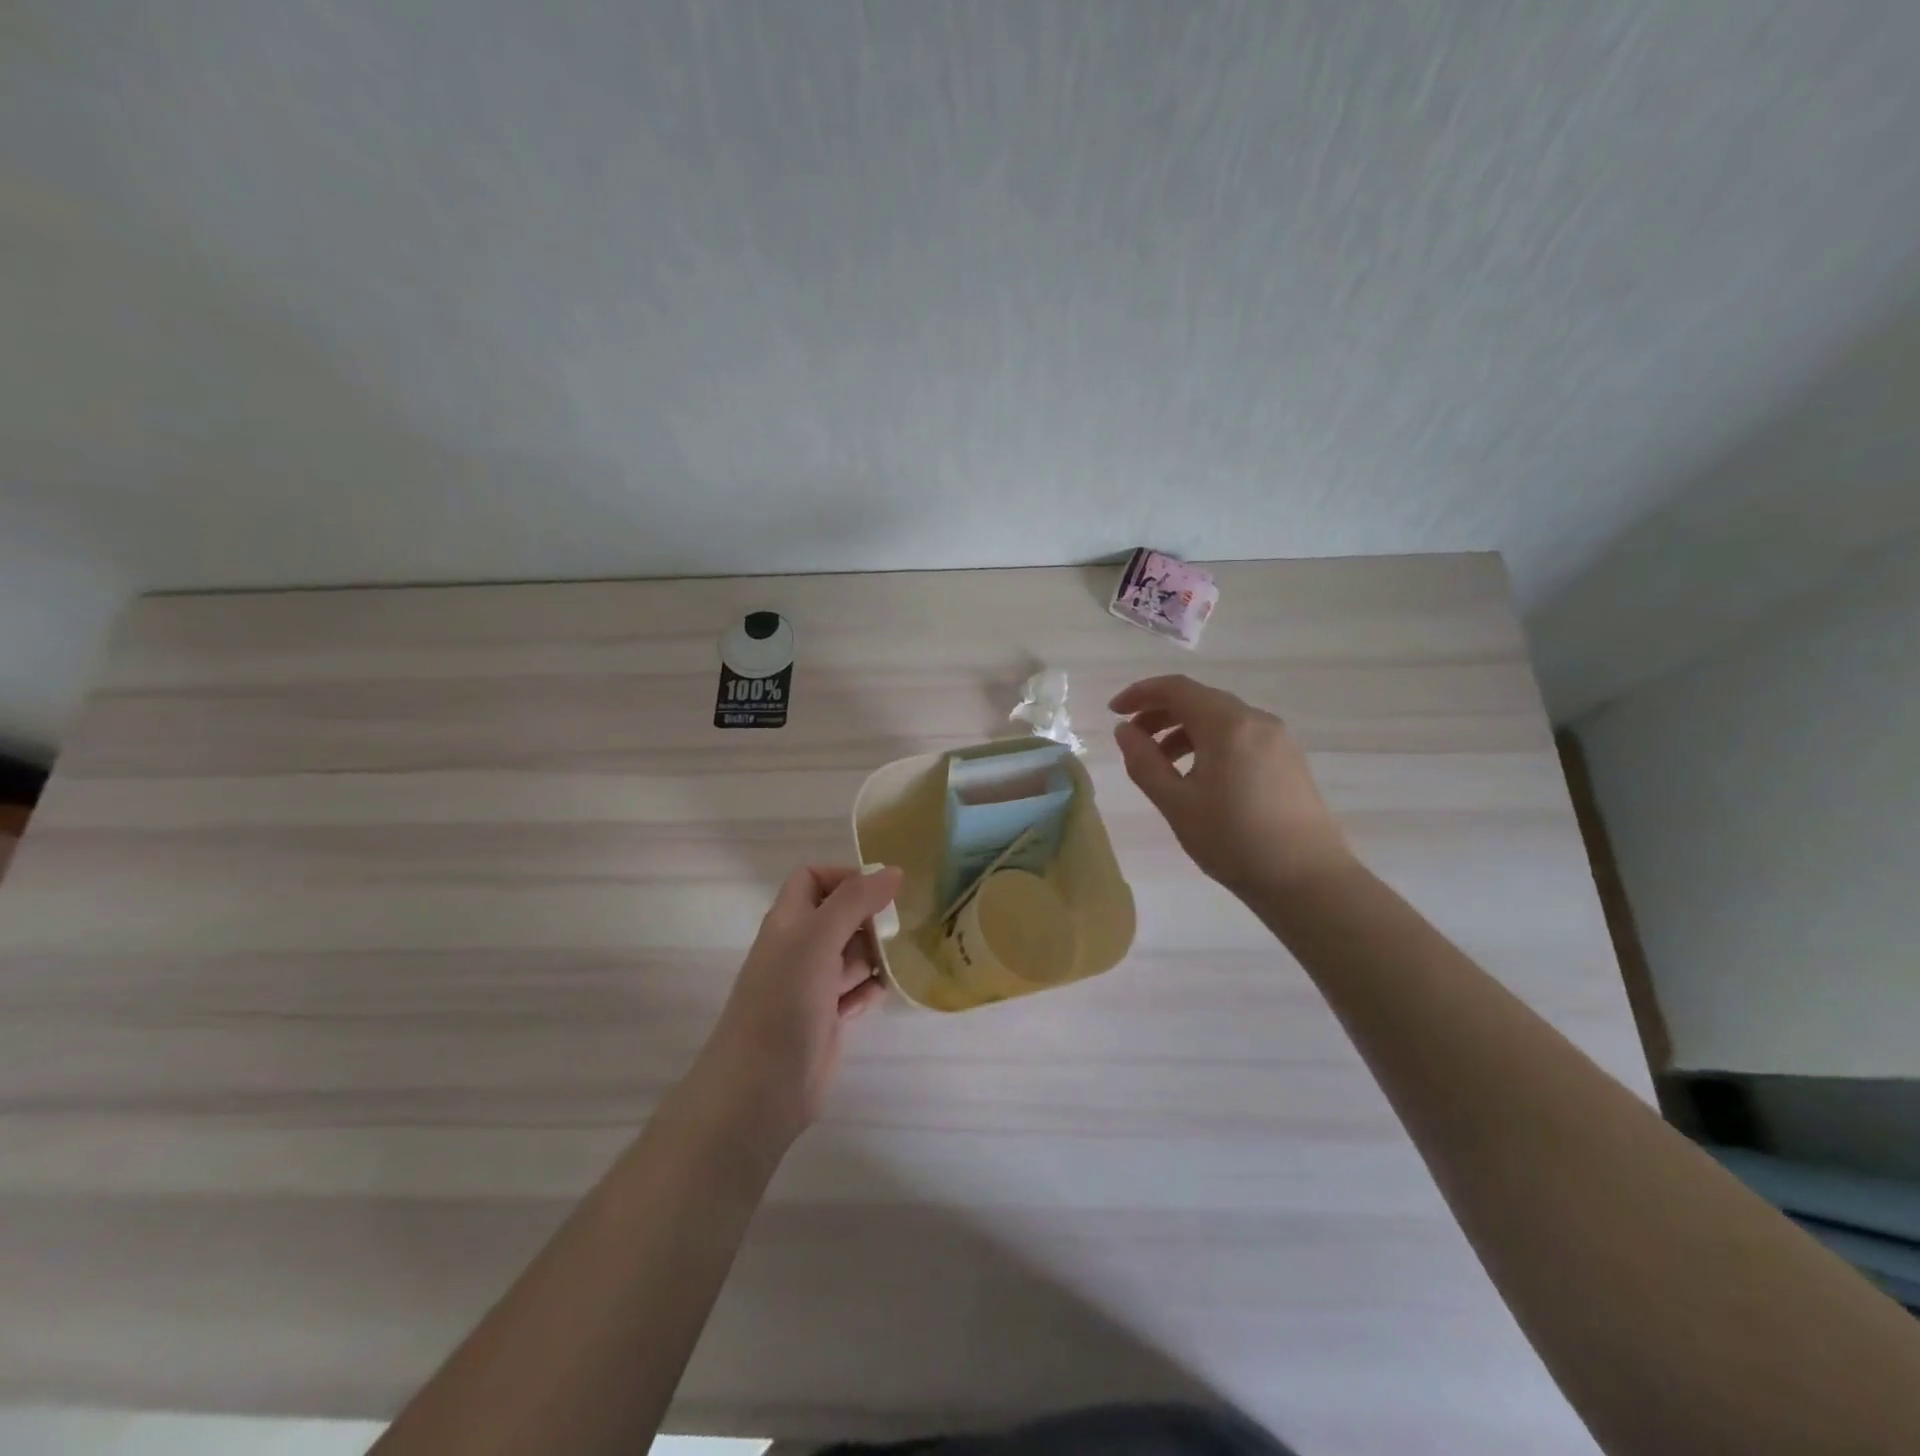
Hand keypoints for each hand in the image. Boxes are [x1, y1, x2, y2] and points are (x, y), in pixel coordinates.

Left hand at [689, 864, 901, 1148]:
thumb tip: (894, 870)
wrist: (760, 1089)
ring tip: (894, 964)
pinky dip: (869, 990)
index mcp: (789, 920)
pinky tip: (873, 999)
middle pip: (841, 914)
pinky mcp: (828, 1017)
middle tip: (896, 930)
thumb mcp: (818, 938)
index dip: (844, 876)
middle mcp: (800, 946)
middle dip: (870, 919)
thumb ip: (855, 900)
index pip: (813, 878)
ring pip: (853, 953)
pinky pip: (858, 989)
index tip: (880, 891)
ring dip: (875, 955)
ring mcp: (813, 984)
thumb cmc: (785, 1001)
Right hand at [1111, 675, 1353, 902]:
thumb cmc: (1233, 841)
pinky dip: (1210, 742)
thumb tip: (1124, 730)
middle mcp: (1256, 720)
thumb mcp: (1176, 803)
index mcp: (1227, 724)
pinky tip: (1198, 775)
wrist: (1308, 881)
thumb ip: (1144, 761)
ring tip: (1161, 763)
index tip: (1113, 712)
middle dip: (1160, 713)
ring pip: (1221, 718)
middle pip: (1199, 699)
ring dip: (1184, 730)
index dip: (1140, 694)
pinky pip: (1240, 736)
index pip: (1176, 688)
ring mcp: (1278, 739)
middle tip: (1132, 740)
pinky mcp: (1288, 760)